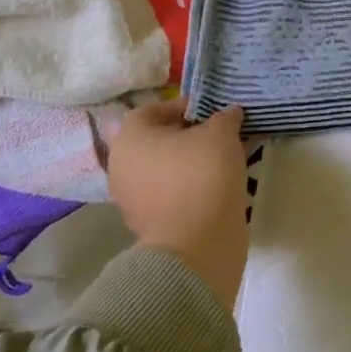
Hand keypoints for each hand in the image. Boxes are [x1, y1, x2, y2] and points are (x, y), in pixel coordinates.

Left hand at [107, 99, 249, 311]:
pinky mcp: (148, 224)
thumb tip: (229, 114)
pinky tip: (217, 187)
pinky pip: (171, 194)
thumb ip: (224, 117)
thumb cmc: (202, 175)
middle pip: (158, 140)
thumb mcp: (221, 133)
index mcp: (130, 137)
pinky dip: (190, 188)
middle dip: (189, 136)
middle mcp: (122, 165)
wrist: (197, 244)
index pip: (154, 110)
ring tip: (223, 161)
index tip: (213, 113)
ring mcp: (132, 199)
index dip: (185, 107)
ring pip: (165, 169)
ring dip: (190, 163)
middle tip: (219, 136)